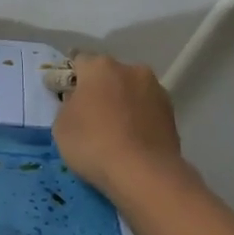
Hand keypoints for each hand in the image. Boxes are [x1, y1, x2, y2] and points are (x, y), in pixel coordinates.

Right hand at [52, 53, 191, 199]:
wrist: (142, 172)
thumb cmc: (92, 144)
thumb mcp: (61, 125)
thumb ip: (68, 104)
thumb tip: (78, 100)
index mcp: (100, 67)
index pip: (79, 61)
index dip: (70, 78)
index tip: (65, 95)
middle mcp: (132, 70)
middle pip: (109, 75)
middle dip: (100, 89)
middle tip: (90, 115)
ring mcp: (156, 90)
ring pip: (131, 91)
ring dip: (122, 103)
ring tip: (114, 130)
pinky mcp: (172, 112)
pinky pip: (146, 110)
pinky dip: (138, 119)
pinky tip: (131, 139)